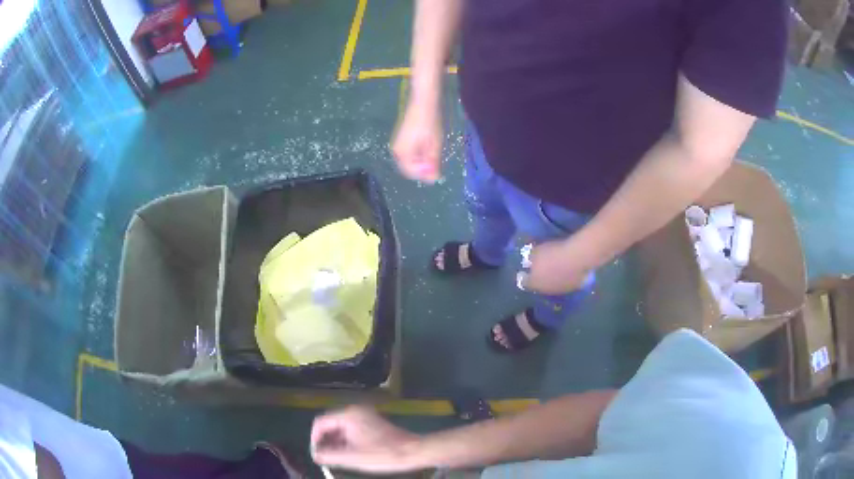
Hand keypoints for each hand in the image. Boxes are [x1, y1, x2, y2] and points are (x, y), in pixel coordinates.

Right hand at [311, 405, 421, 473]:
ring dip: (335, 442)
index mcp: (348, 415)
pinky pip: (350, 429)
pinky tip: (348, 453)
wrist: (413, 451)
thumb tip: (315, 454)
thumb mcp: (352, 457)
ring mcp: (364, 416)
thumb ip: (329, 456)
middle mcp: (355, 411)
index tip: (316, 454)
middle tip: (324, 457)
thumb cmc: (382, 454)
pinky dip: (345, 440)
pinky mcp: (371, 422)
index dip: (314, 439)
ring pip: (340, 427)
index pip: (320, 422)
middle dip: (325, 441)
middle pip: (330, 423)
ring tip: (335, 457)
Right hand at [392, 99, 442, 182]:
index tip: (437, 168)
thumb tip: (433, 180)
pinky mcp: (402, 141)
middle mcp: (396, 151)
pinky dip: (419, 155)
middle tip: (436, 160)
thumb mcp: (434, 144)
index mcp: (402, 152)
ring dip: (422, 162)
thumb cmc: (429, 121)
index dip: (425, 173)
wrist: (423, 102)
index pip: (412, 172)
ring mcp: (398, 145)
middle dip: (423, 168)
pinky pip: (410, 154)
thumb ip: (432, 162)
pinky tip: (429, 147)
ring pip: (411, 162)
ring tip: (433, 151)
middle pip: (410, 168)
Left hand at [520, 239, 593, 294]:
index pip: (524, 282)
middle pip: (539, 286)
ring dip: (551, 279)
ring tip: (554, 269)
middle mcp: (545, 290)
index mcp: (534, 282)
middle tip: (541, 269)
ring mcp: (560, 290)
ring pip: (552, 286)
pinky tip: (566, 270)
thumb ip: (530, 257)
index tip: (524, 270)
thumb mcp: (536, 251)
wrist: (576, 258)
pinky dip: (563, 278)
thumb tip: (528, 258)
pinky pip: (564, 284)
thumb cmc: (553, 253)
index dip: (524, 276)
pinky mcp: (573, 288)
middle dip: (538, 278)